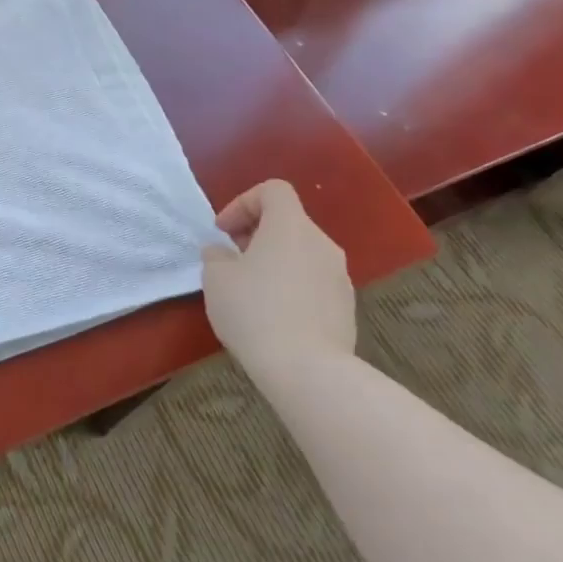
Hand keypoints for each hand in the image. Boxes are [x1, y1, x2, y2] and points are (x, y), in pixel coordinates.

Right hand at [202, 180, 354, 381]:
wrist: (308, 371)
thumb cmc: (255, 311)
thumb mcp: (216, 279)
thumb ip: (216, 256)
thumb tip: (222, 253)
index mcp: (290, 226)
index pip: (273, 190)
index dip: (243, 202)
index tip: (224, 232)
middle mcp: (321, 244)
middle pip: (288, 222)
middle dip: (256, 233)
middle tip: (232, 259)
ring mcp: (340, 277)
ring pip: (301, 254)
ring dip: (275, 261)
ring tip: (250, 290)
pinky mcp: (346, 308)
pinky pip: (313, 283)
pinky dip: (292, 287)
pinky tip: (273, 316)